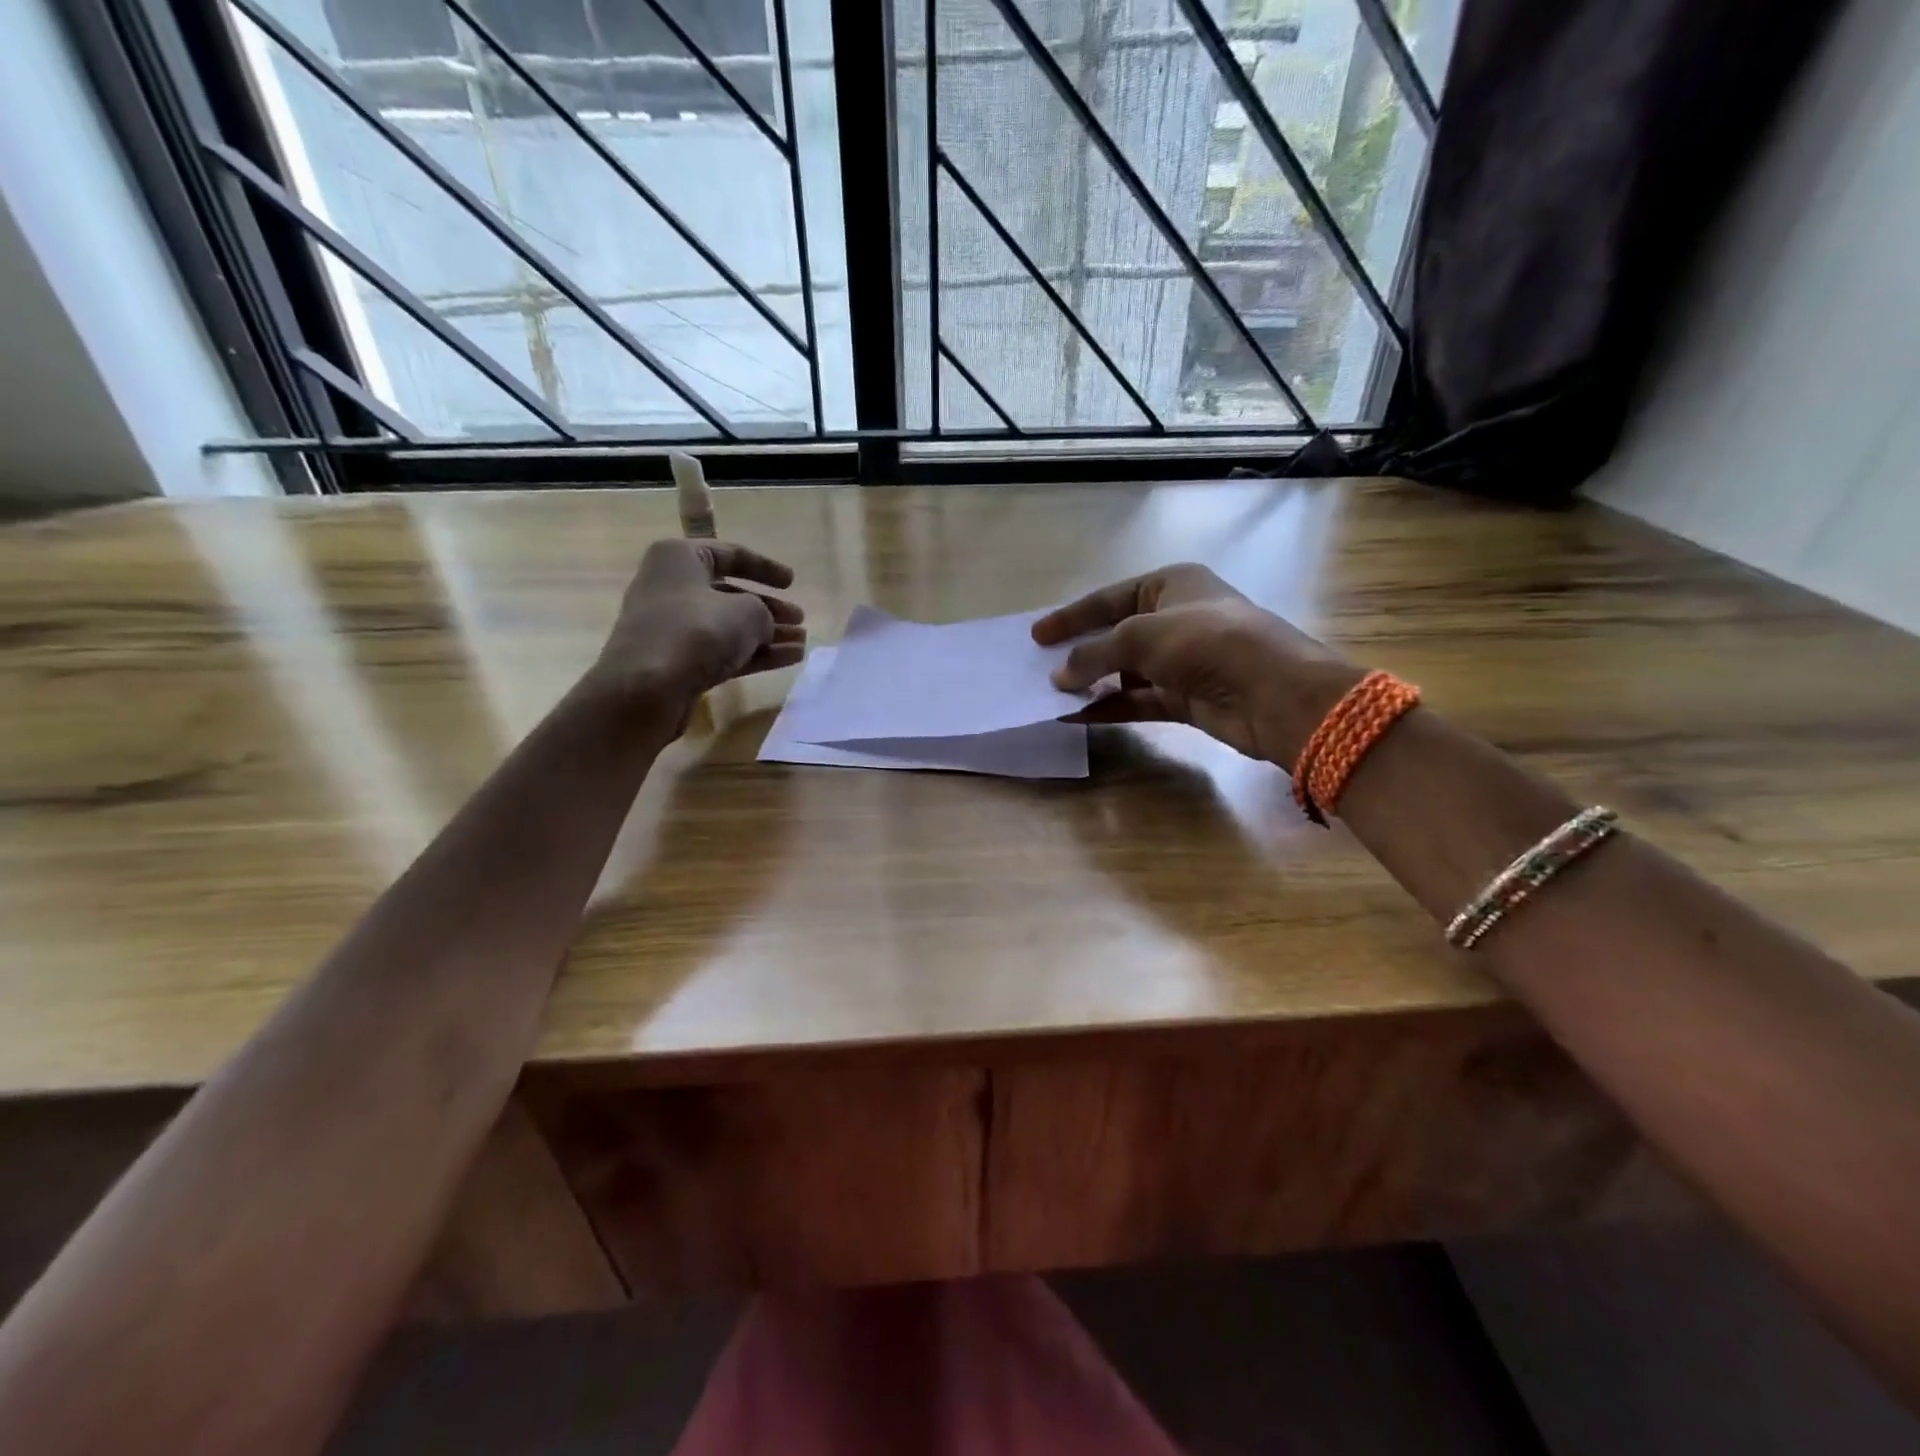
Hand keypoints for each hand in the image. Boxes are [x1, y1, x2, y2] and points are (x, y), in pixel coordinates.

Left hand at [593, 539, 805, 728]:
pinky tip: (789, 660)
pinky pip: (723, 652)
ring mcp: (673, 628)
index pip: (731, 554)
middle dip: (770, 609)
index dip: (766, 567)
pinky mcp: (678, 662)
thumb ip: (765, 613)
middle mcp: (672, 588)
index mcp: (680, 558)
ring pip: (729, 627)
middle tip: (800, 619)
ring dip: (768, 635)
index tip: (792, 583)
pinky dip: (755, 655)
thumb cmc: (696, 631)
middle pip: (731, 594)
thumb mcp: (746, 612)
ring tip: (801, 643)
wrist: (645, 689)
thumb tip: (765, 626)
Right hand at [1032, 563, 1357, 763]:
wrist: (1273, 693)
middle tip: (1040, 667)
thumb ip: (1095, 653)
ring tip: (1053, 695)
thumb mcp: (1142, 636)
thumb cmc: (1207, 642)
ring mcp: (1182, 661)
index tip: (1036, 635)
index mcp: (1171, 585)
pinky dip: (1109, 708)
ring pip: (1124, 672)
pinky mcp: (1186, 699)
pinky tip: (1078, 716)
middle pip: (1116, 634)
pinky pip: (1137, 701)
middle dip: (1080, 652)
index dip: (1071, 615)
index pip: (1109, 597)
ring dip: (1092, 683)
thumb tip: (1059, 676)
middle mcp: (1176, 619)